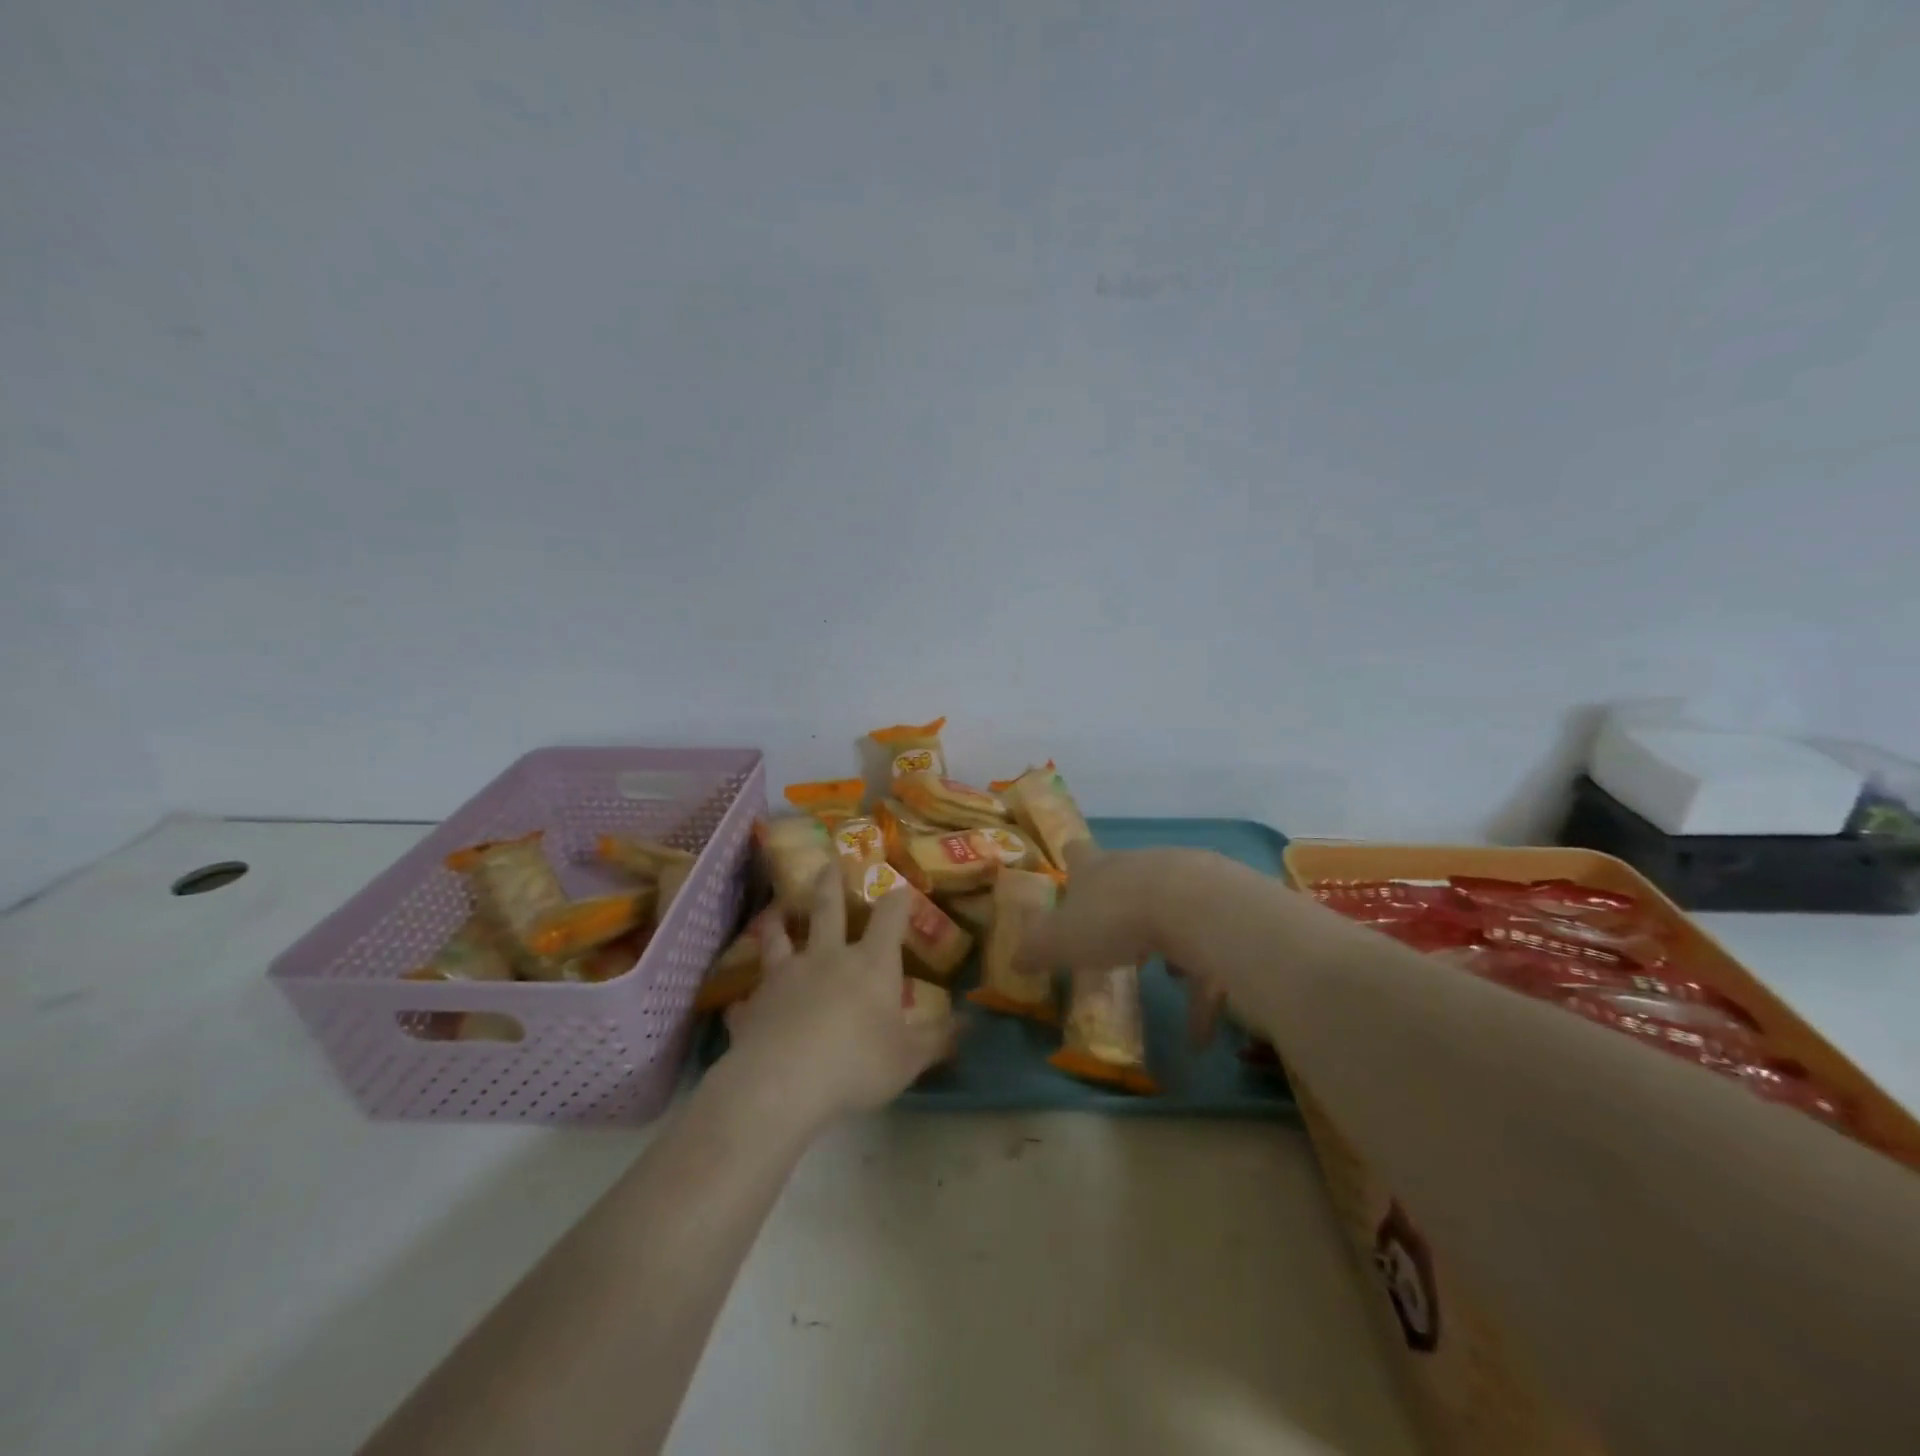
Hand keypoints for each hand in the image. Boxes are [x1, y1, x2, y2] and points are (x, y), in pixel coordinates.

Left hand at [723, 868, 954, 1126]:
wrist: (782, 1084)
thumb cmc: (856, 1064)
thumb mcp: (909, 1058)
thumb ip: (938, 1039)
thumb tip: (967, 1024)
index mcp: (870, 964)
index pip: (890, 918)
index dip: (898, 899)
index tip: (902, 886)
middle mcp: (826, 958)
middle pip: (828, 910)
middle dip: (830, 884)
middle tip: (828, 862)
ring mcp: (785, 977)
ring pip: (778, 939)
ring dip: (777, 924)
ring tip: (775, 912)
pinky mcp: (752, 1006)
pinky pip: (747, 999)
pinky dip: (746, 1000)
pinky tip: (739, 1006)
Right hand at [1018, 843, 1229, 1045]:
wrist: (1193, 908)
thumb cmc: (1113, 919)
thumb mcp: (1059, 940)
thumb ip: (1035, 949)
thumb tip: (1014, 959)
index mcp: (1097, 868)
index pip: (1079, 853)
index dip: (1073, 859)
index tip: (1072, 865)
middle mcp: (1139, 867)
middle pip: (1128, 877)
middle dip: (1122, 903)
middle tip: (1116, 935)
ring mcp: (1185, 882)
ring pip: (1173, 912)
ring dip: (1170, 944)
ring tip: (1168, 980)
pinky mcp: (1220, 911)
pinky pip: (1209, 955)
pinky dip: (1204, 992)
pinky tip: (1198, 1036)